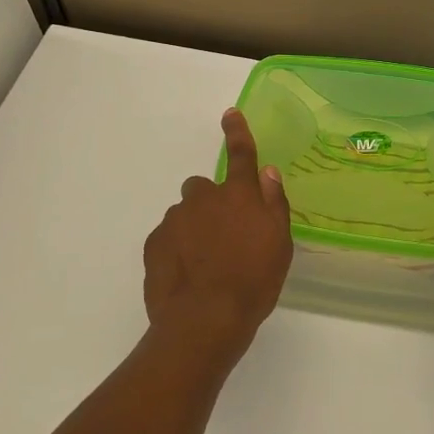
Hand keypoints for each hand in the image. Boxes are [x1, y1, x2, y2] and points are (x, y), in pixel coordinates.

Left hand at [143, 108, 293, 356]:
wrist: (205, 319)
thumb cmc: (253, 282)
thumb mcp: (279, 244)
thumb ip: (274, 203)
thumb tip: (267, 172)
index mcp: (240, 196)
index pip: (241, 155)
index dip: (237, 132)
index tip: (230, 114)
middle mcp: (204, 199)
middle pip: (203, 187)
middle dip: (210, 203)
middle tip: (222, 235)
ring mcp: (175, 220)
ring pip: (184, 213)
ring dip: (193, 228)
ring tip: (205, 263)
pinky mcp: (154, 243)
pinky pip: (167, 236)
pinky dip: (176, 248)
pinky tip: (187, 275)